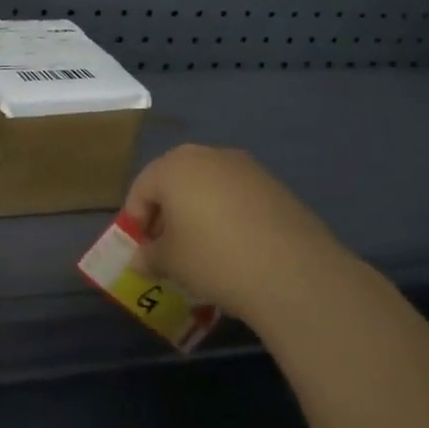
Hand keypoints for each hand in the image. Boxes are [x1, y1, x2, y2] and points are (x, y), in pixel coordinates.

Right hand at [123, 145, 352, 325]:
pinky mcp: (274, 185)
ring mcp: (245, 167)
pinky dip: (228, 216)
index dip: (135, 220)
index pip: (141, 188)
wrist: (293, 272)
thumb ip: (149, 255)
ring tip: (203, 249)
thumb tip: (141, 258)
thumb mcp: (170, 263)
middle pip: (175, 181)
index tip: (142, 250)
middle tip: (168, 246)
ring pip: (208, 187)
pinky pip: (237, 197)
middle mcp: (208, 155)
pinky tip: (235, 247)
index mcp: (173, 165)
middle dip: (167, 212)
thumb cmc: (214, 258)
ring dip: (198, 212)